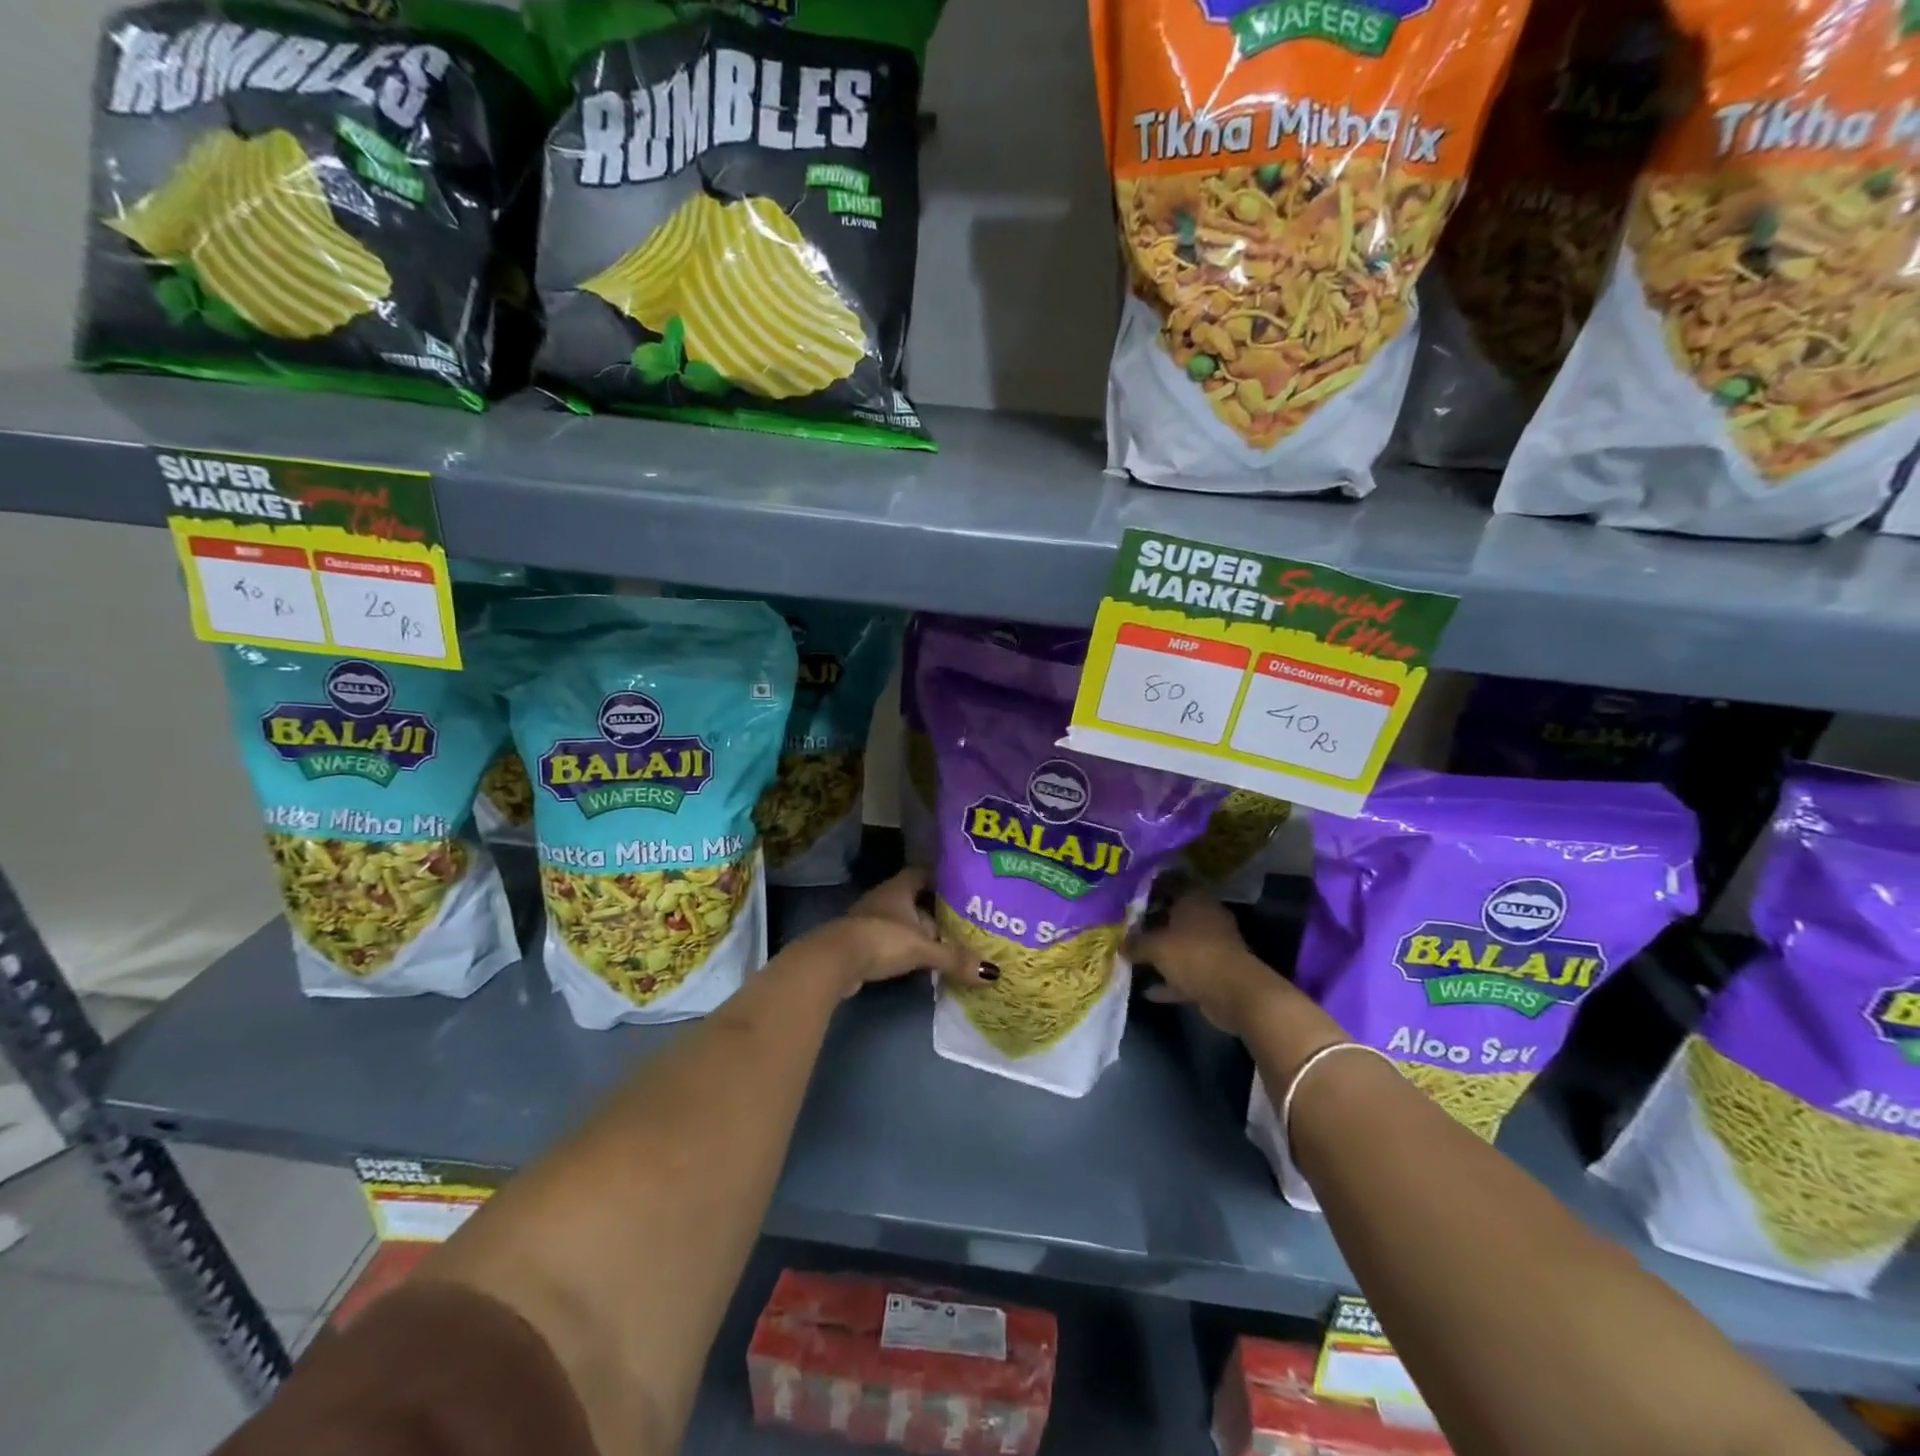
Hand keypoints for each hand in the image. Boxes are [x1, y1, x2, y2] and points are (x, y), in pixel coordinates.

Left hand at [814, 869, 987, 998]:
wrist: (834, 961)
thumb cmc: (881, 940)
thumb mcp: (922, 948)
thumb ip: (955, 958)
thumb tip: (993, 973)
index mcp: (898, 888)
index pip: (923, 873)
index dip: (941, 878)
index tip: (962, 888)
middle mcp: (884, 899)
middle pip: (915, 900)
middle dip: (936, 911)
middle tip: (963, 922)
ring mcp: (870, 922)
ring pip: (903, 923)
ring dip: (921, 933)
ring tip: (948, 945)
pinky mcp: (862, 945)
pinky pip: (892, 942)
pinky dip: (906, 950)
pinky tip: (922, 964)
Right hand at [1130, 887, 1314, 1040]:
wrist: (1235, 994)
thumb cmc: (1193, 955)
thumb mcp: (1155, 947)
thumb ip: (1135, 944)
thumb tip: (1120, 945)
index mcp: (1194, 900)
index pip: (1171, 882)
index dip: (1149, 886)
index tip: (1127, 894)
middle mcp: (1206, 918)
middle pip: (1174, 914)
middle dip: (1151, 922)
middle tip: (1125, 926)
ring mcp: (1213, 946)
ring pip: (1180, 944)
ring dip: (1161, 953)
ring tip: (1133, 957)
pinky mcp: (1215, 972)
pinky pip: (1186, 972)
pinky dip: (1170, 980)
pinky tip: (1148, 990)